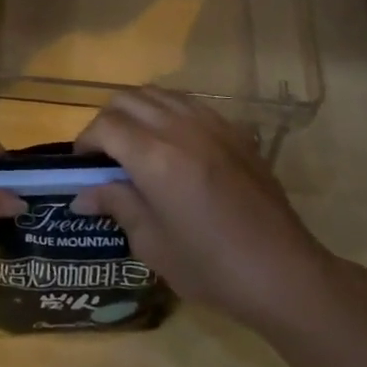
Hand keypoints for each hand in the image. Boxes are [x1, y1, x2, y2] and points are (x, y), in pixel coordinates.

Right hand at [73, 88, 338, 329]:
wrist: (284, 273)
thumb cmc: (211, 268)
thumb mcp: (153, 244)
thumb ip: (117, 205)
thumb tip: (83, 194)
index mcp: (155, 159)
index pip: (105, 126)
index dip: (86, 141)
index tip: (83, 165)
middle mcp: (179, 130)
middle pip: (127, 99)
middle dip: (106, 121)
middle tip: (104, 154)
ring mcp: (210, 125)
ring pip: (157, 93)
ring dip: (136, 110)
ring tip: (134, 142)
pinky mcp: (233, 130)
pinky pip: (188, 103)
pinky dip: (167, 111)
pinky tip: (171, 140)